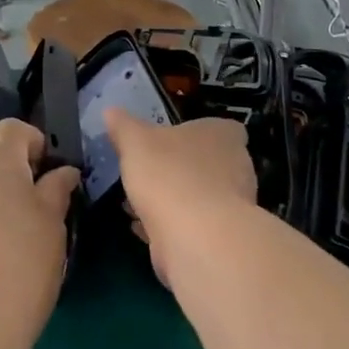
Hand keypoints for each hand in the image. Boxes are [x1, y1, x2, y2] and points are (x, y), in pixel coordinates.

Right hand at [105, 111, 256, 285]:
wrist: (195, 237)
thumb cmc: (169, 175)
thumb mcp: (135, 142)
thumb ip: (124, 127)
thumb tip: (110, 111)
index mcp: (224, 135)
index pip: (224, 129)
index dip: (201, 134)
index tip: (175, 141)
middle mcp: (237, 166)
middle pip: (211, 162)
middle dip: (181, 169)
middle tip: (150, 173)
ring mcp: (233, 205)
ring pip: (200, 196)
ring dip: (174, 199)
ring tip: (138, 203)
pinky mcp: (222, 237)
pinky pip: (194, 225)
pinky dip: (171, 226)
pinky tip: (145, 228)